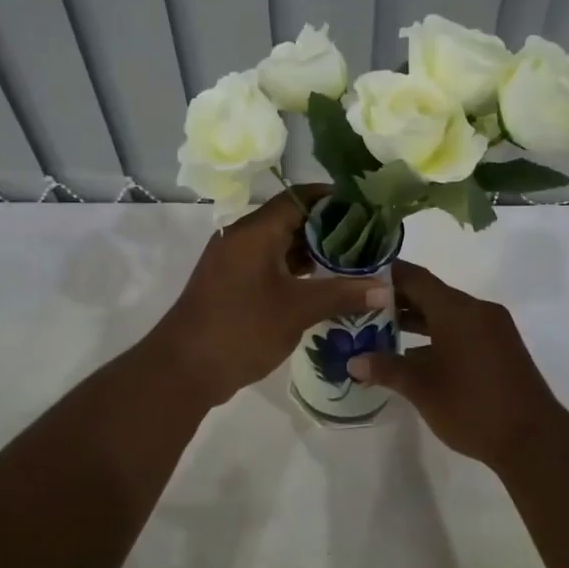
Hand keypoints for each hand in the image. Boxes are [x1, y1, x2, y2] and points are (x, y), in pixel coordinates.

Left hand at [150, 188, 388, 406]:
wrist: (183, 369)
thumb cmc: (241, 329)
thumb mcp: (297, 310)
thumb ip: (342, 294)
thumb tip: (385, 287)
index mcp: (254, 231)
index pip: (300, 198)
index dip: (334, 199)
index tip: (367, 209)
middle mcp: (242, 238)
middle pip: (291, 220)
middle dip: (330, 230)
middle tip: (368, 241)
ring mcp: (234, 262)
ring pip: (281, 246)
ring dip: (314, 254)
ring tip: (354, 264)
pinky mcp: (232, 285)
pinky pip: (270, 266)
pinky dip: (296, 272)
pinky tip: (324, 287)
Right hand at [346, 260, 565, 469]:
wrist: (533, 439)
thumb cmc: (471, 406)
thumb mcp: (421, 388)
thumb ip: (386, 368)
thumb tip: (353, 362)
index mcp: (457, 310)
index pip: (415, 278)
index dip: (387, 275)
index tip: (359, 276)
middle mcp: (476, 310)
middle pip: (431, 294)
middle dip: (397, 300)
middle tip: (361, 306)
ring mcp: (493, 328)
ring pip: (447, 313)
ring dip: (417, 319)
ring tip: (380, 330)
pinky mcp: (501, 347)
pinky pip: (463, 329)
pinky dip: (438, 334)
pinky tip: (415, 354)